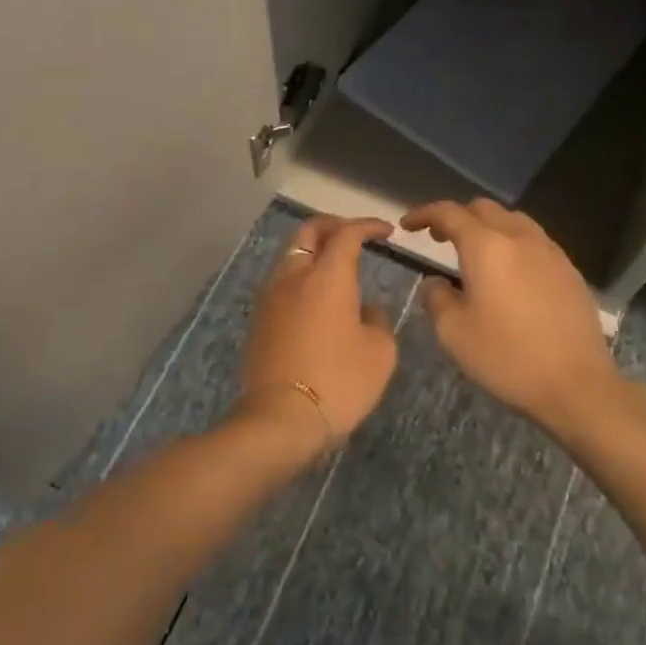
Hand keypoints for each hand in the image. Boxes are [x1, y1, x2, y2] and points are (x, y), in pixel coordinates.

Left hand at [231, 215, 399, 461]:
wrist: (281, 418)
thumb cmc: (339, 381)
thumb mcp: (380, 352)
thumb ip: (377, 320)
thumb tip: (365, 310)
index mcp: (328, 275)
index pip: (347, 233)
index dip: (367, 226)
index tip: (387, 232)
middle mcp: (294, 276)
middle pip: (309, 232)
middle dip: (333, 226)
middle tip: (355, 235)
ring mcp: (271, 296)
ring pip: (291, 256)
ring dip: (314, 252)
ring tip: (336, 268)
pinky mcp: (259, 319)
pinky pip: (282, 283)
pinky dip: (301, 278)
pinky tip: (316, 300)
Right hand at [400, 199, 626, 432]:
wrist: (577, 385)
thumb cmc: (507, 357)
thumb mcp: (453, 332)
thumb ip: (436, 298)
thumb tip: (437, 282)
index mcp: (486, 246)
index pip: (449, 213)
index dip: (424, 214)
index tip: (407, 225)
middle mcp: (518, 237)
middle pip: (483, 208)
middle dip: (456, 217)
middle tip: (438, 238)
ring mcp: (549, 251)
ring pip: (512, 220)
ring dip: (487, 226)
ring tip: (475, 252)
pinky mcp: (569, 270)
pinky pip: (534, 240)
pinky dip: (513, 243)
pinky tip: (510, 272)